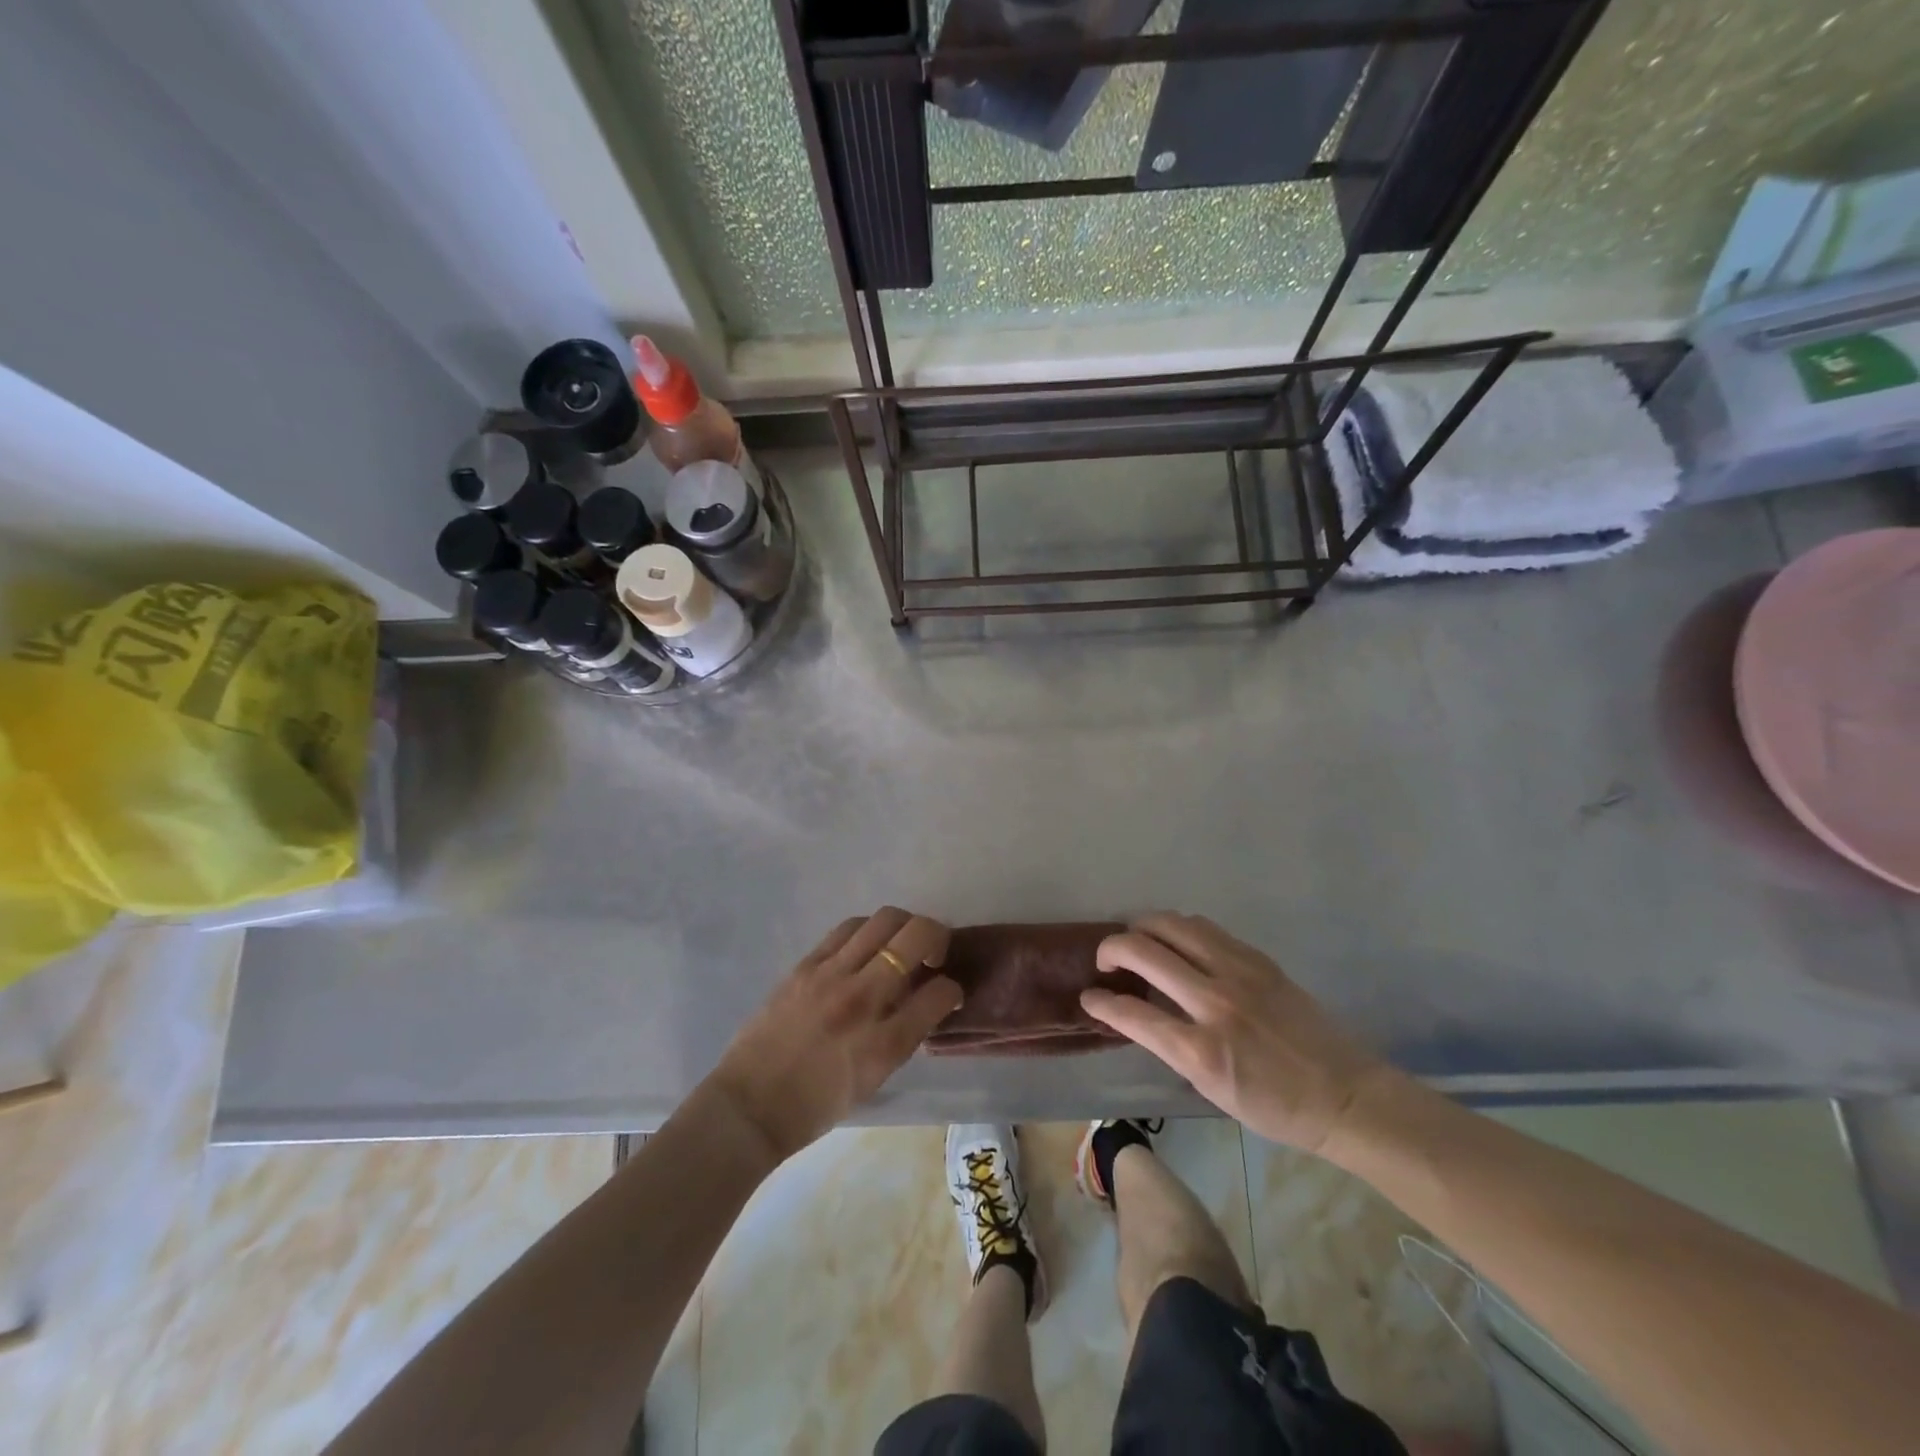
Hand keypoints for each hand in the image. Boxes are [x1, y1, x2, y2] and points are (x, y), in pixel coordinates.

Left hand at [708, 908, 960, 1162]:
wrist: (750, 1105)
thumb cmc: (818, 1105)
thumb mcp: (876, 1078)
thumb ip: (906, 1034)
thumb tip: (926, 998)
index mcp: (885, 1043)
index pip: (940, 992)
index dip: (953, 988)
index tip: (947, 992)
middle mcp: (863, 999)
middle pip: (916, 935)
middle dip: (937, 937)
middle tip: (932, 955)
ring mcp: (831, 975)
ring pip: (884, 920)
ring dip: (903, 927)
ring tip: (898, 946)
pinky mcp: (806, 964)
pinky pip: (848, 929)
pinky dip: (867, 931)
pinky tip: (865, 947)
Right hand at [1081, 913, 1395, 1153]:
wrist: (1345, 1095)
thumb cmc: (1274, 1107)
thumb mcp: (1211, 1090)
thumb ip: (1171, 1046)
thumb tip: (1138, 1013)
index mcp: (1200, 1051)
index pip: (1130, 1013)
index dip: (1100, 1002)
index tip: (1090, 997)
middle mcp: (1214, 1003)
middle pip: (1143, 952)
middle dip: (1111, 949)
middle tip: (1106, 960)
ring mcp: (1239, 974)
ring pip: (1173, 925)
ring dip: (1143, 928)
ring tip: (1137, 940)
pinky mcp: (1258, 959)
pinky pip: (1205, 928)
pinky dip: (1179, 929)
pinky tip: (1176, 942)